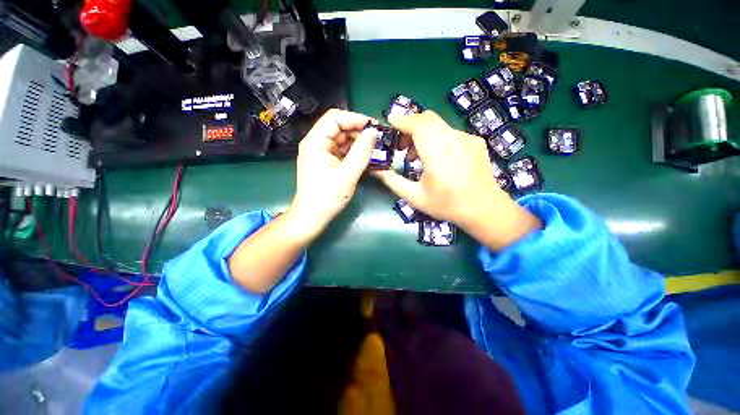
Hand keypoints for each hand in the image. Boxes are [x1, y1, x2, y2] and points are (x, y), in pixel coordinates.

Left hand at [287, 109, 377, 241]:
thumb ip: (362, 151)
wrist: (312, 217)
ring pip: (341, 138)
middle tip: (377, 138)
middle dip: (358, 130)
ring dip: (357, 141)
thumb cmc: (328, 197)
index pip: (335, 118)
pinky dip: (353, 151)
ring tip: (374, 147)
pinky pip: (340, 150)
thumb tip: (373, 132)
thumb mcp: (348, 174)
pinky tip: (364, 156)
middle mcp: (316, 143)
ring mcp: (320, 152)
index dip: (355, 118)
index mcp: (316, 142)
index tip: (374, 126)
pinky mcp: (325, 161)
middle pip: (338, 126)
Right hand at [373, 111, 540, 250]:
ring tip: (417, 156)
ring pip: (439, 125)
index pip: (416, 123)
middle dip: (410, 126)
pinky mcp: (475, 141)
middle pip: (427, 119)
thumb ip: (392, 180)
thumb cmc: (446, 205)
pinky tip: (439, 158)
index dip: (401, 120)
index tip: (389, 124)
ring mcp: (467, 138)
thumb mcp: (414, 196)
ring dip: (423, 133)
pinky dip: (438, 139)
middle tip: (401, 145)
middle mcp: (453, 138)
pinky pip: (451, 133)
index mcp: (437, 151)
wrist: (484, 209)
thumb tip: (376, 169)